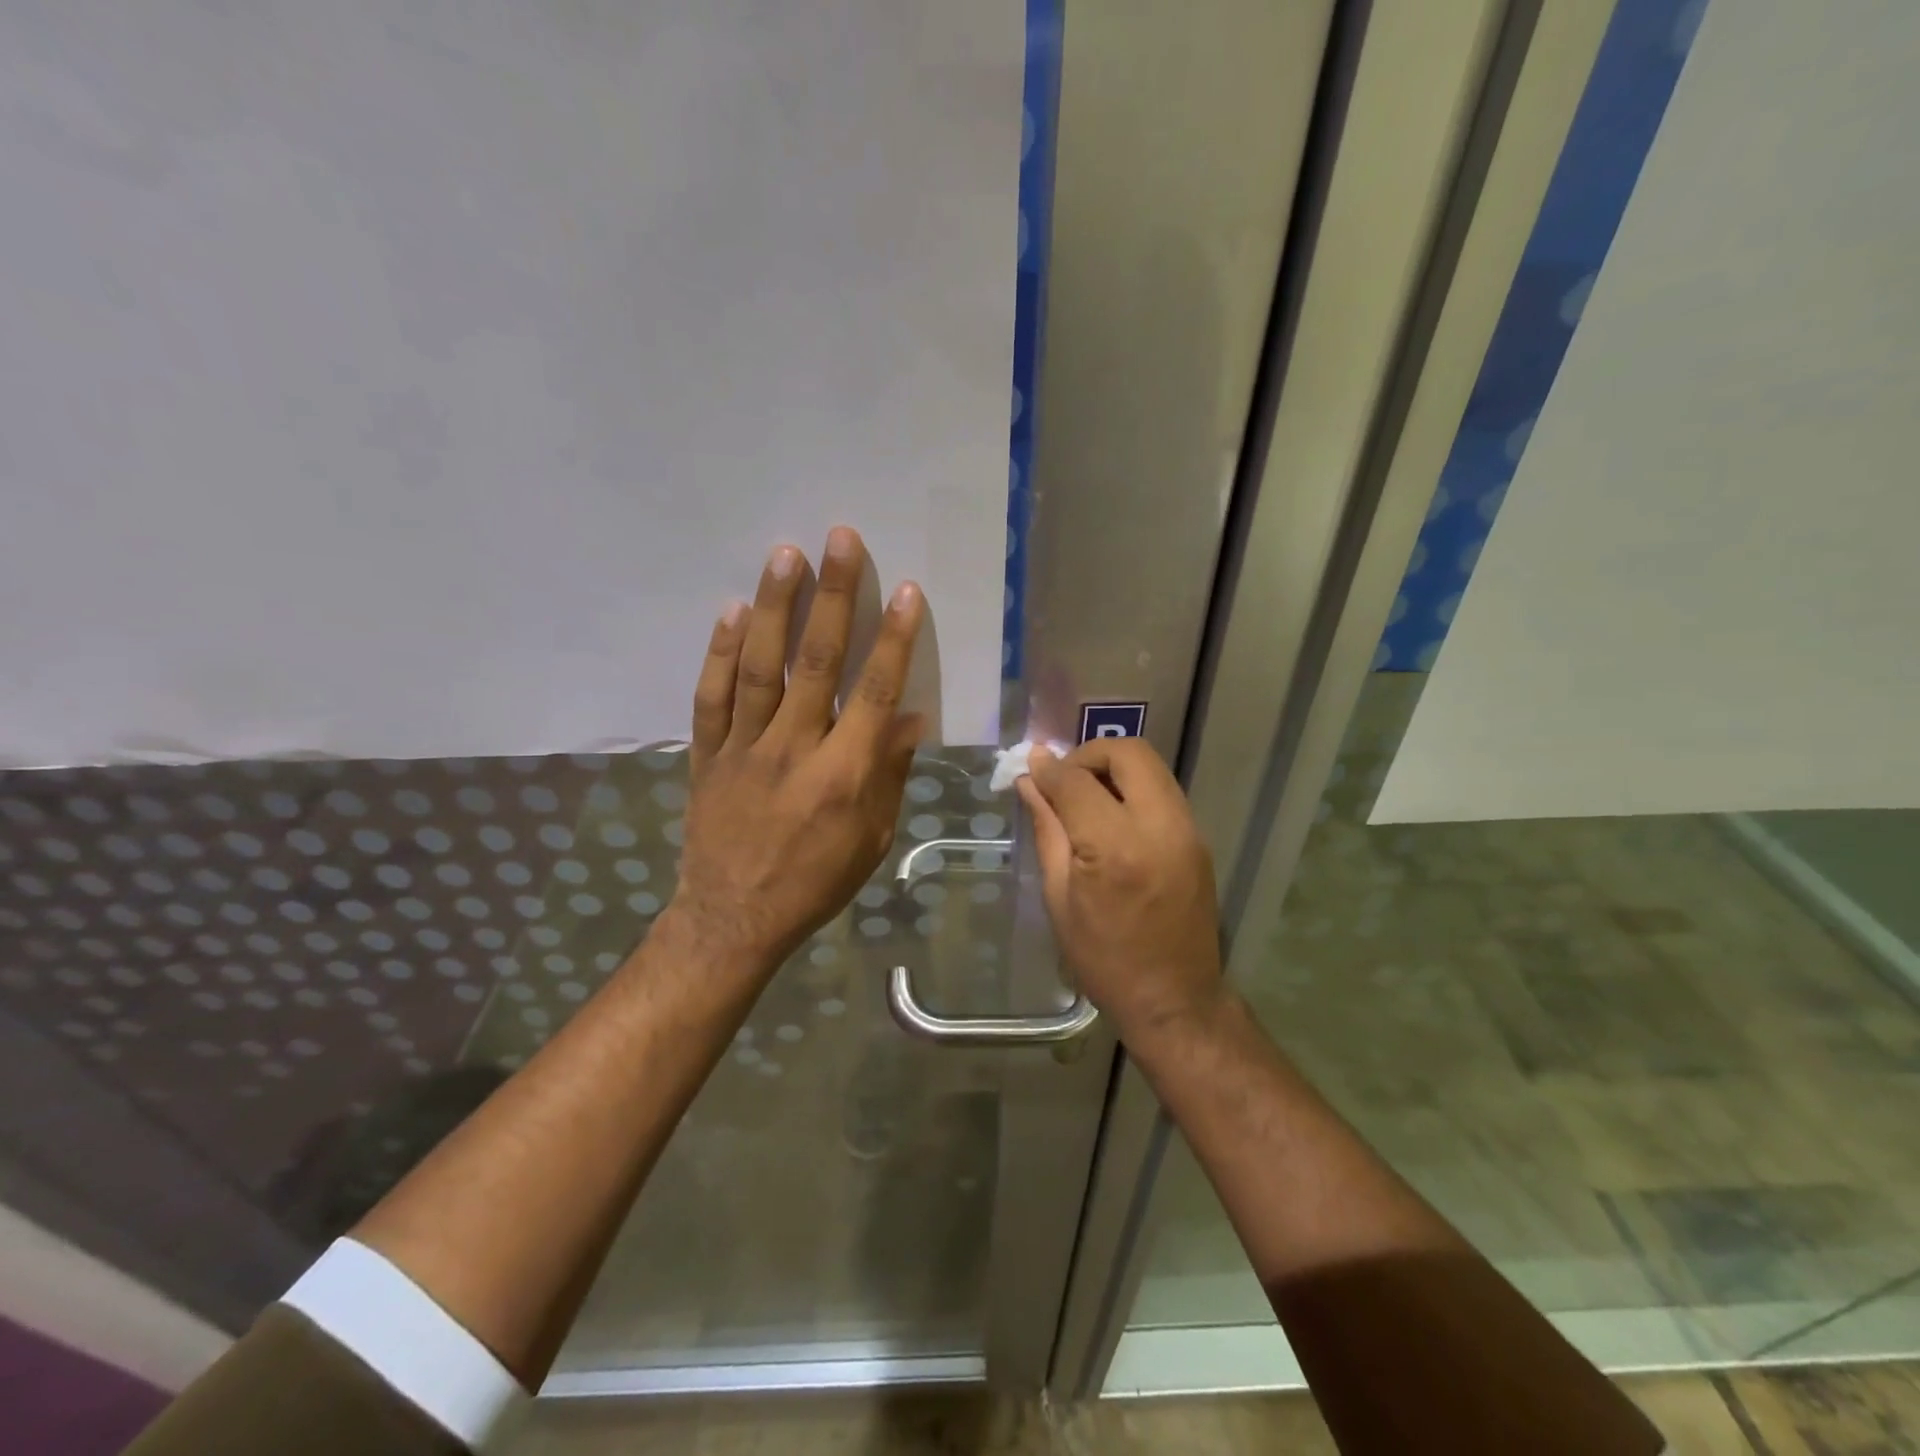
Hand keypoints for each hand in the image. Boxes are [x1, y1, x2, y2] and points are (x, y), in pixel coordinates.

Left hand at [665, 526, 924, 979]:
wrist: (733, 918)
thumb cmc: (815, 882)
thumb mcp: (871, 839)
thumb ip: (888, 774)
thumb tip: (907, 716)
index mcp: (843, 774)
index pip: (874, 692)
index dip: (893, 639)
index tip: (905, 591)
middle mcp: (794, 749)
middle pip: (817, 661)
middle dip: (833, 596)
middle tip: (840, 539)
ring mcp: (744, 748)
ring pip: (759, 666)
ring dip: (773, 607)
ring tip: (785, 555)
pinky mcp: (707, 754)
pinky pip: (711, 696)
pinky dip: (718, 652)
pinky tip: (729, 611)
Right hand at [1017, 739, 1224, 1041]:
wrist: (1175, 1000)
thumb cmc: (1104, 958)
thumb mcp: (1059, 898)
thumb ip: (1047, 829)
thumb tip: (1031, 780)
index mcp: (1115, 848)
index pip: (1077, 781)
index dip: (1049, 769)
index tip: (1031, 769)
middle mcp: (1159, 827)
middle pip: (1128, 753)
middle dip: (1089, 754)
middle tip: (1064, 781)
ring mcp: (1187, 830)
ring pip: (1150, 766)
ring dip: (1113, 768)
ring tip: (1085, 798)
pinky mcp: (1198, 839)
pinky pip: (1162, 790)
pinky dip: (1133, 788)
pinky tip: (1112, 817)